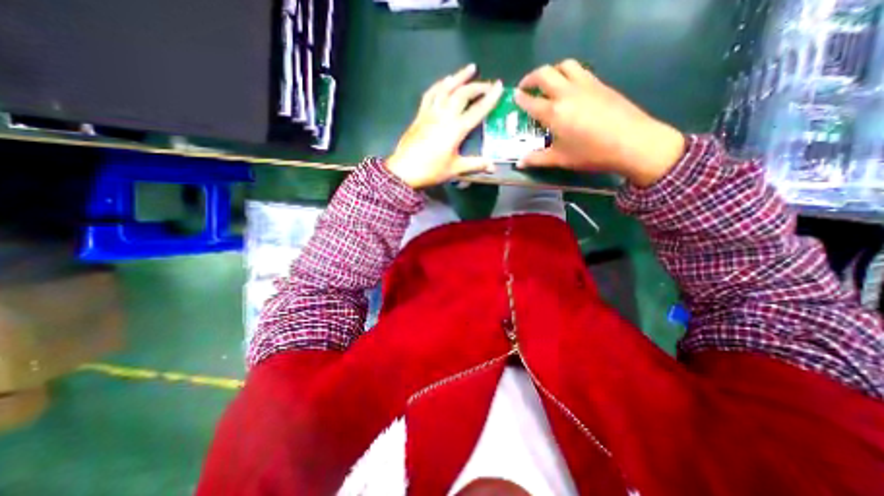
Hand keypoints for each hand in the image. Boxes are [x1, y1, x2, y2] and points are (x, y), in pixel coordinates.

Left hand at [388, 64, 503, 187]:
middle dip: (477, 86)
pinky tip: (445, 81)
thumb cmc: (431, 170)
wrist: (404, 170)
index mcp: (456, 129)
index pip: (477, 110)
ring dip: (459, 77)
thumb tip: (493, 166)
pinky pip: (431, 94)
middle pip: (462, 94)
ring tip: (470, 69)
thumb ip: (475, 164)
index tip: (500, 86)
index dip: (490, 98)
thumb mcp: (455, 169)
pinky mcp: (420, 114)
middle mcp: (444, 115)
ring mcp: (430, 113)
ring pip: (446, 88)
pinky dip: (440, 85)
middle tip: (488, 84)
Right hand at [516, 59, 684, 187]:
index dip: (520, 98)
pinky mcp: (600, 83)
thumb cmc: (591, 153)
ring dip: (551, 71)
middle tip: (525, 87)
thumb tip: (519, 163)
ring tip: (547, 83)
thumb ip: (537, 159)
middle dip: (531, 78)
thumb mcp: (560, 159)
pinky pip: (579, 70)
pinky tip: (569, 87)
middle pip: (544, 74)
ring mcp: (585, 85)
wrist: (633, 142)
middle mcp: (566, 93)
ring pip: (564, 65)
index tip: (514, 97)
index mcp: (554, 113)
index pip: (531, 101)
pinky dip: (568, 73)